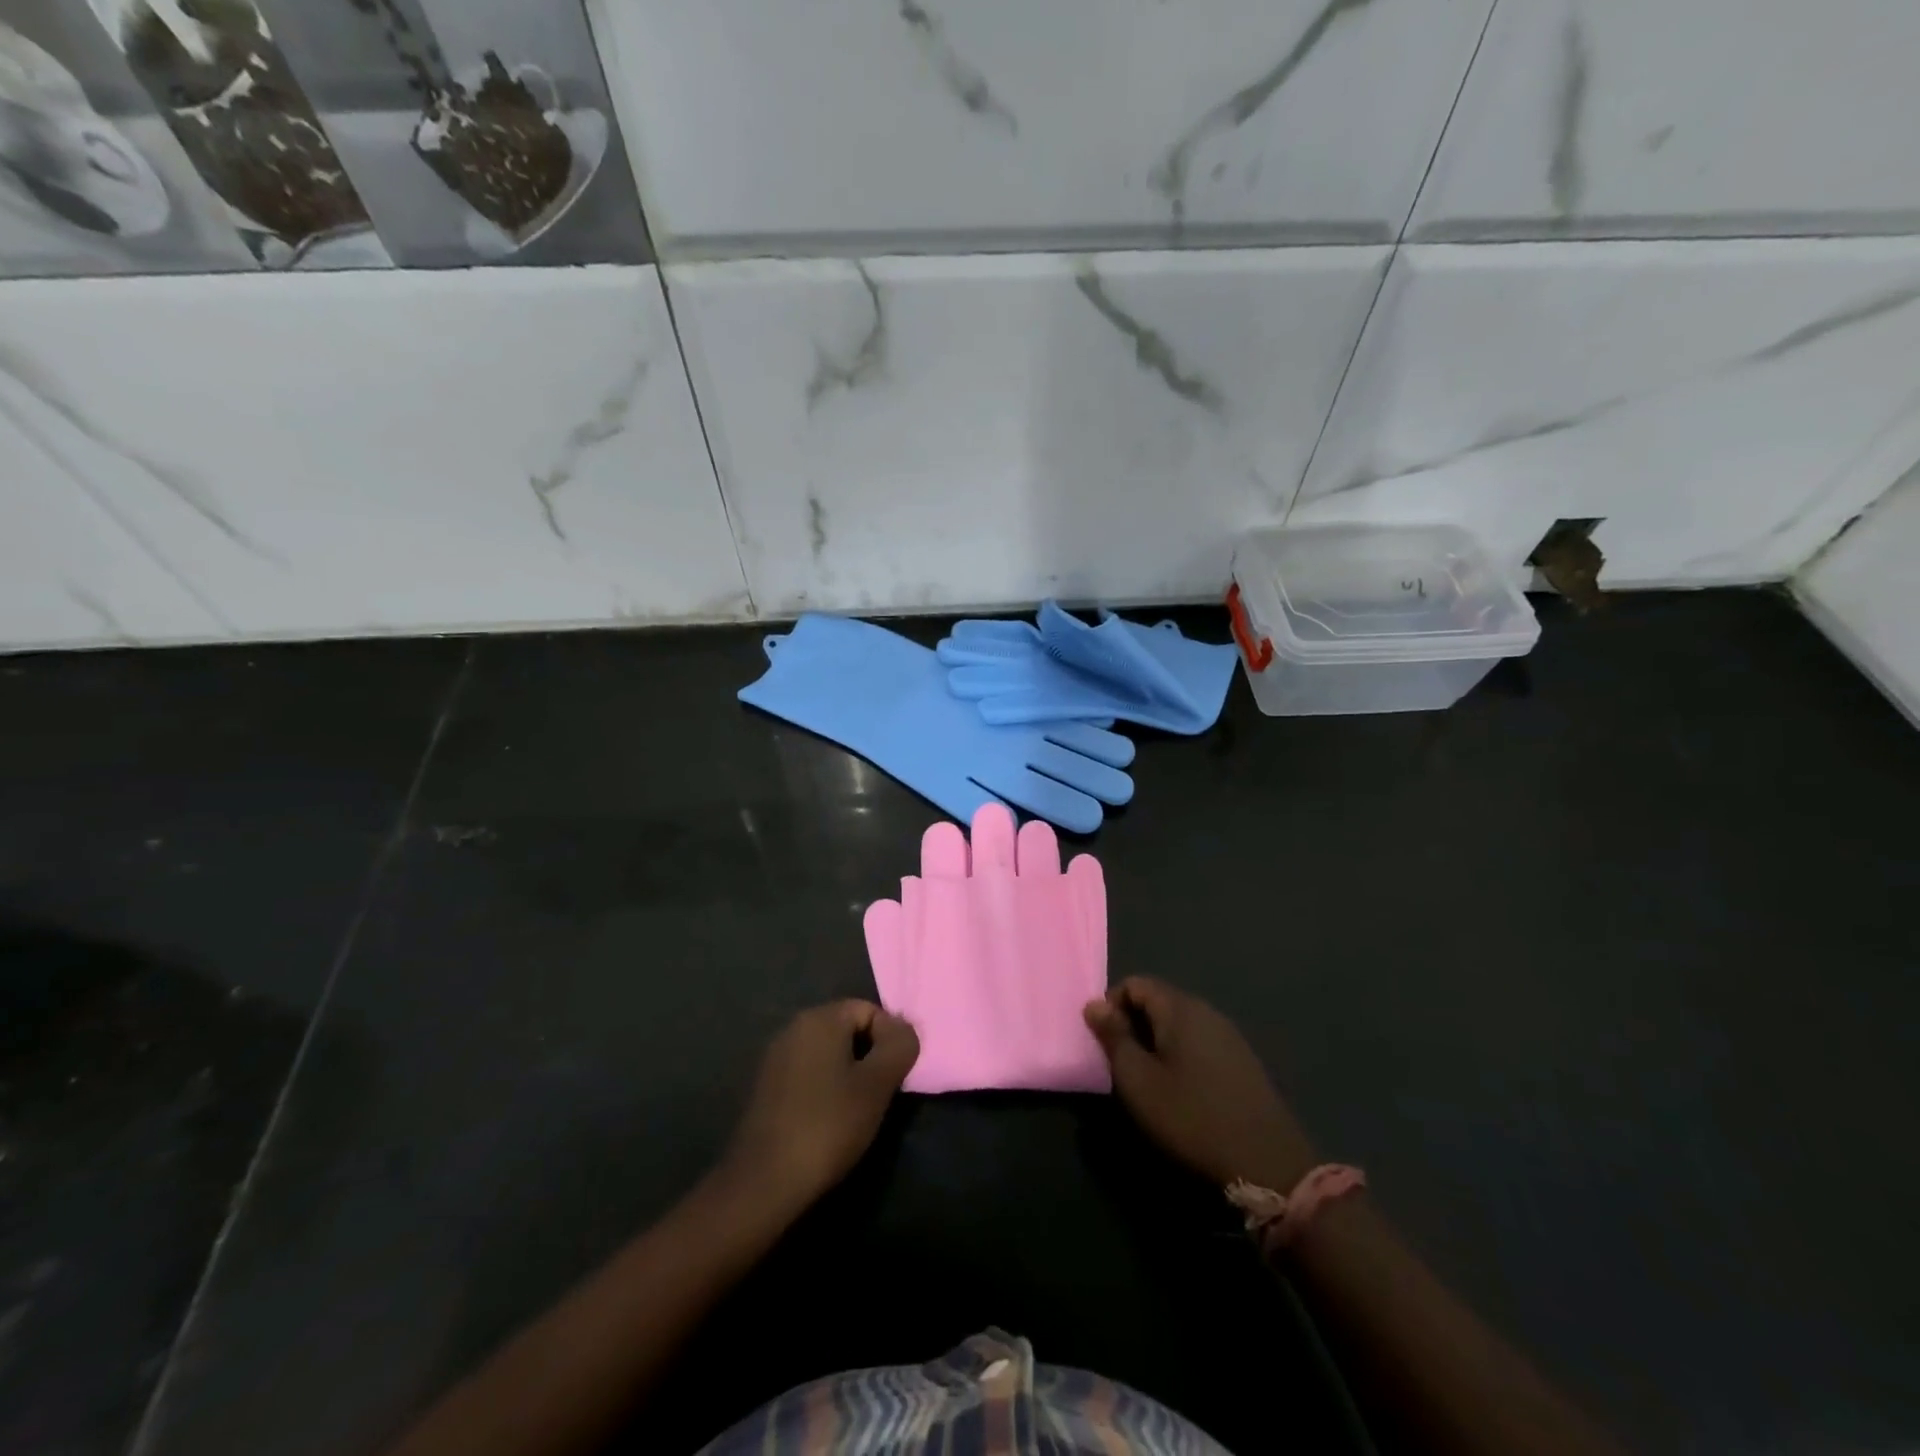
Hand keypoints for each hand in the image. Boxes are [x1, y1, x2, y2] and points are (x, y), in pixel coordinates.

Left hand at [723, 1001, 919, 1210]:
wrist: (764, 1182)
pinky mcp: (767, 1086)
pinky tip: (830, 1120)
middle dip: (870, 1056)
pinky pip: (809, 1072)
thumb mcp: (877, 1085)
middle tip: (881, 1094)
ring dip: (850, 1074)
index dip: (890, 1040)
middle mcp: (794, 1027)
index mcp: (820, 1018)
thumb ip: (899, 1047)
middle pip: (848, 1028)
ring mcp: (776, 1057)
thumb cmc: (827, 1125)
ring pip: (829, 1053)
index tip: (894, 1077)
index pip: (869, 1010)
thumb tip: (905, 1030)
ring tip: (858, 1111)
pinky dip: (826, 1088)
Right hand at [1085, 977, 1316, 1191]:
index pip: (1136, 983)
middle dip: (1133, 1024)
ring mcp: (1229, 1035)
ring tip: (1148, 1079)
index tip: (1104, 1041)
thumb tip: (1094, 1004)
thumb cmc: (1192, 1117)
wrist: (1267, 1162)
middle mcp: (1207, 1011)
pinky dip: (1180, 1054)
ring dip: (1156, 1041)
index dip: (1112, 1005)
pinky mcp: (1243, 1061)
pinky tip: (1181, 1090)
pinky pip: (1200, 1042)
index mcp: (1180, 1008)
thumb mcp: (1139, 1081)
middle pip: (1159, 1000)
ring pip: (1180, 1023)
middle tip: (1122, 1063)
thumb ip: (1114, 1038)